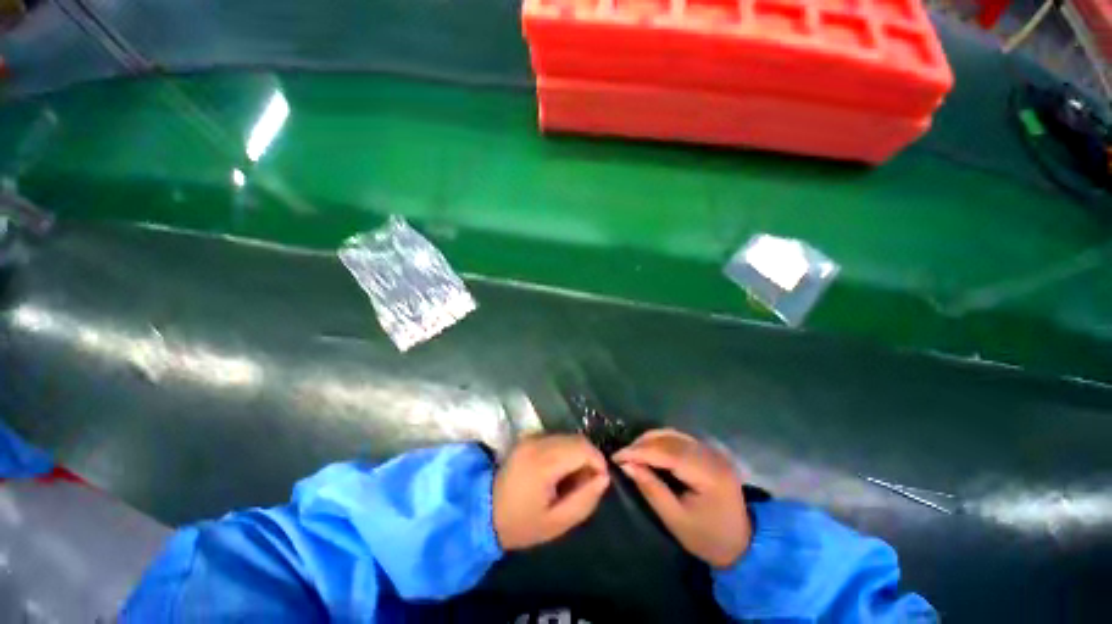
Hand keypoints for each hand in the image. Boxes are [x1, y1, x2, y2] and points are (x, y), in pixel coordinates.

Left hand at [493, 434, 609, 550]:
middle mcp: (537, 441)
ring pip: (568, 437)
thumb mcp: (557, 523)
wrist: (483, 511)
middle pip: (577, 439)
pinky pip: (556, 438)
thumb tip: (604, 477)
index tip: (599, 482)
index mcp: (543, 461)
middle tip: (585, 484)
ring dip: (577, 454)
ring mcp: (531, 437)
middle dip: (588, 458)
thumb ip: (585, 500)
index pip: (582, 448)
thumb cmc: (520, 522)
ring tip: (570, 480)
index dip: (598, 461)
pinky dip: (565, 451)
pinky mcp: (528, 437)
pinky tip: (558, 471)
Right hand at [613, 429, 750, 568]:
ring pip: (674, 434)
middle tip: (622, 455)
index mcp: (709, 475)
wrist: (742, 544)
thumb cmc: (707, 537)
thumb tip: (626, 465)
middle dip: (642, 444)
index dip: (640, 451)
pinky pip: (680, 438)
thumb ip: (651, 488)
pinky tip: (649, 449)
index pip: (668, 453)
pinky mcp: (709, 451)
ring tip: (631, 452)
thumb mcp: (675, 519)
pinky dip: (661, 440)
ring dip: (650, 440)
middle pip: (671, 439)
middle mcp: (712, 456)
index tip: (617, 456)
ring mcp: (712, 451)